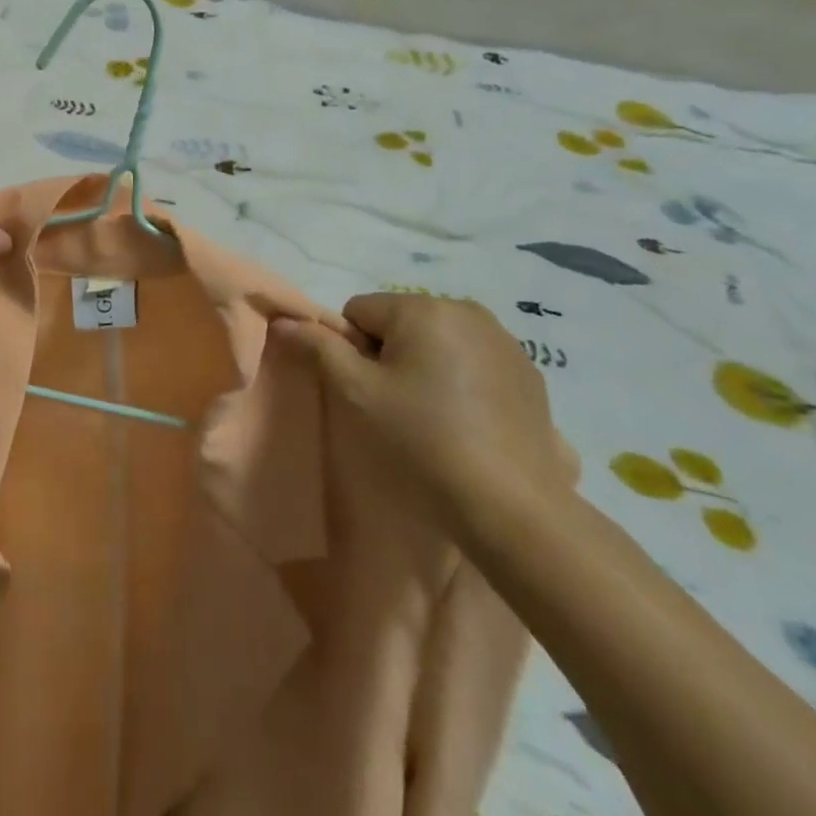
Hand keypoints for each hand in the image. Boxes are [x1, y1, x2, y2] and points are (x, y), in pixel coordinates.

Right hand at [273, 294, 570, 527]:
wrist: (512, 507)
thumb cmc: (423, 440)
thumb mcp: (359, 393)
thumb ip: (319, 348)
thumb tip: (286, 320)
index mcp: (423, 308)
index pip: (360, 311)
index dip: (352, 349)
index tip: (368, 391)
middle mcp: (467, 310)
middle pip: (401, 322)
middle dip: (389, 355)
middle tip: (396, 407)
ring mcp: (504, 341)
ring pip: (438, 341)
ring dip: (425, 366)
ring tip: (433, 417)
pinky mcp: (529, 374)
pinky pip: (473, 361)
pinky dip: (461, 381)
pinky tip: (467, 423)